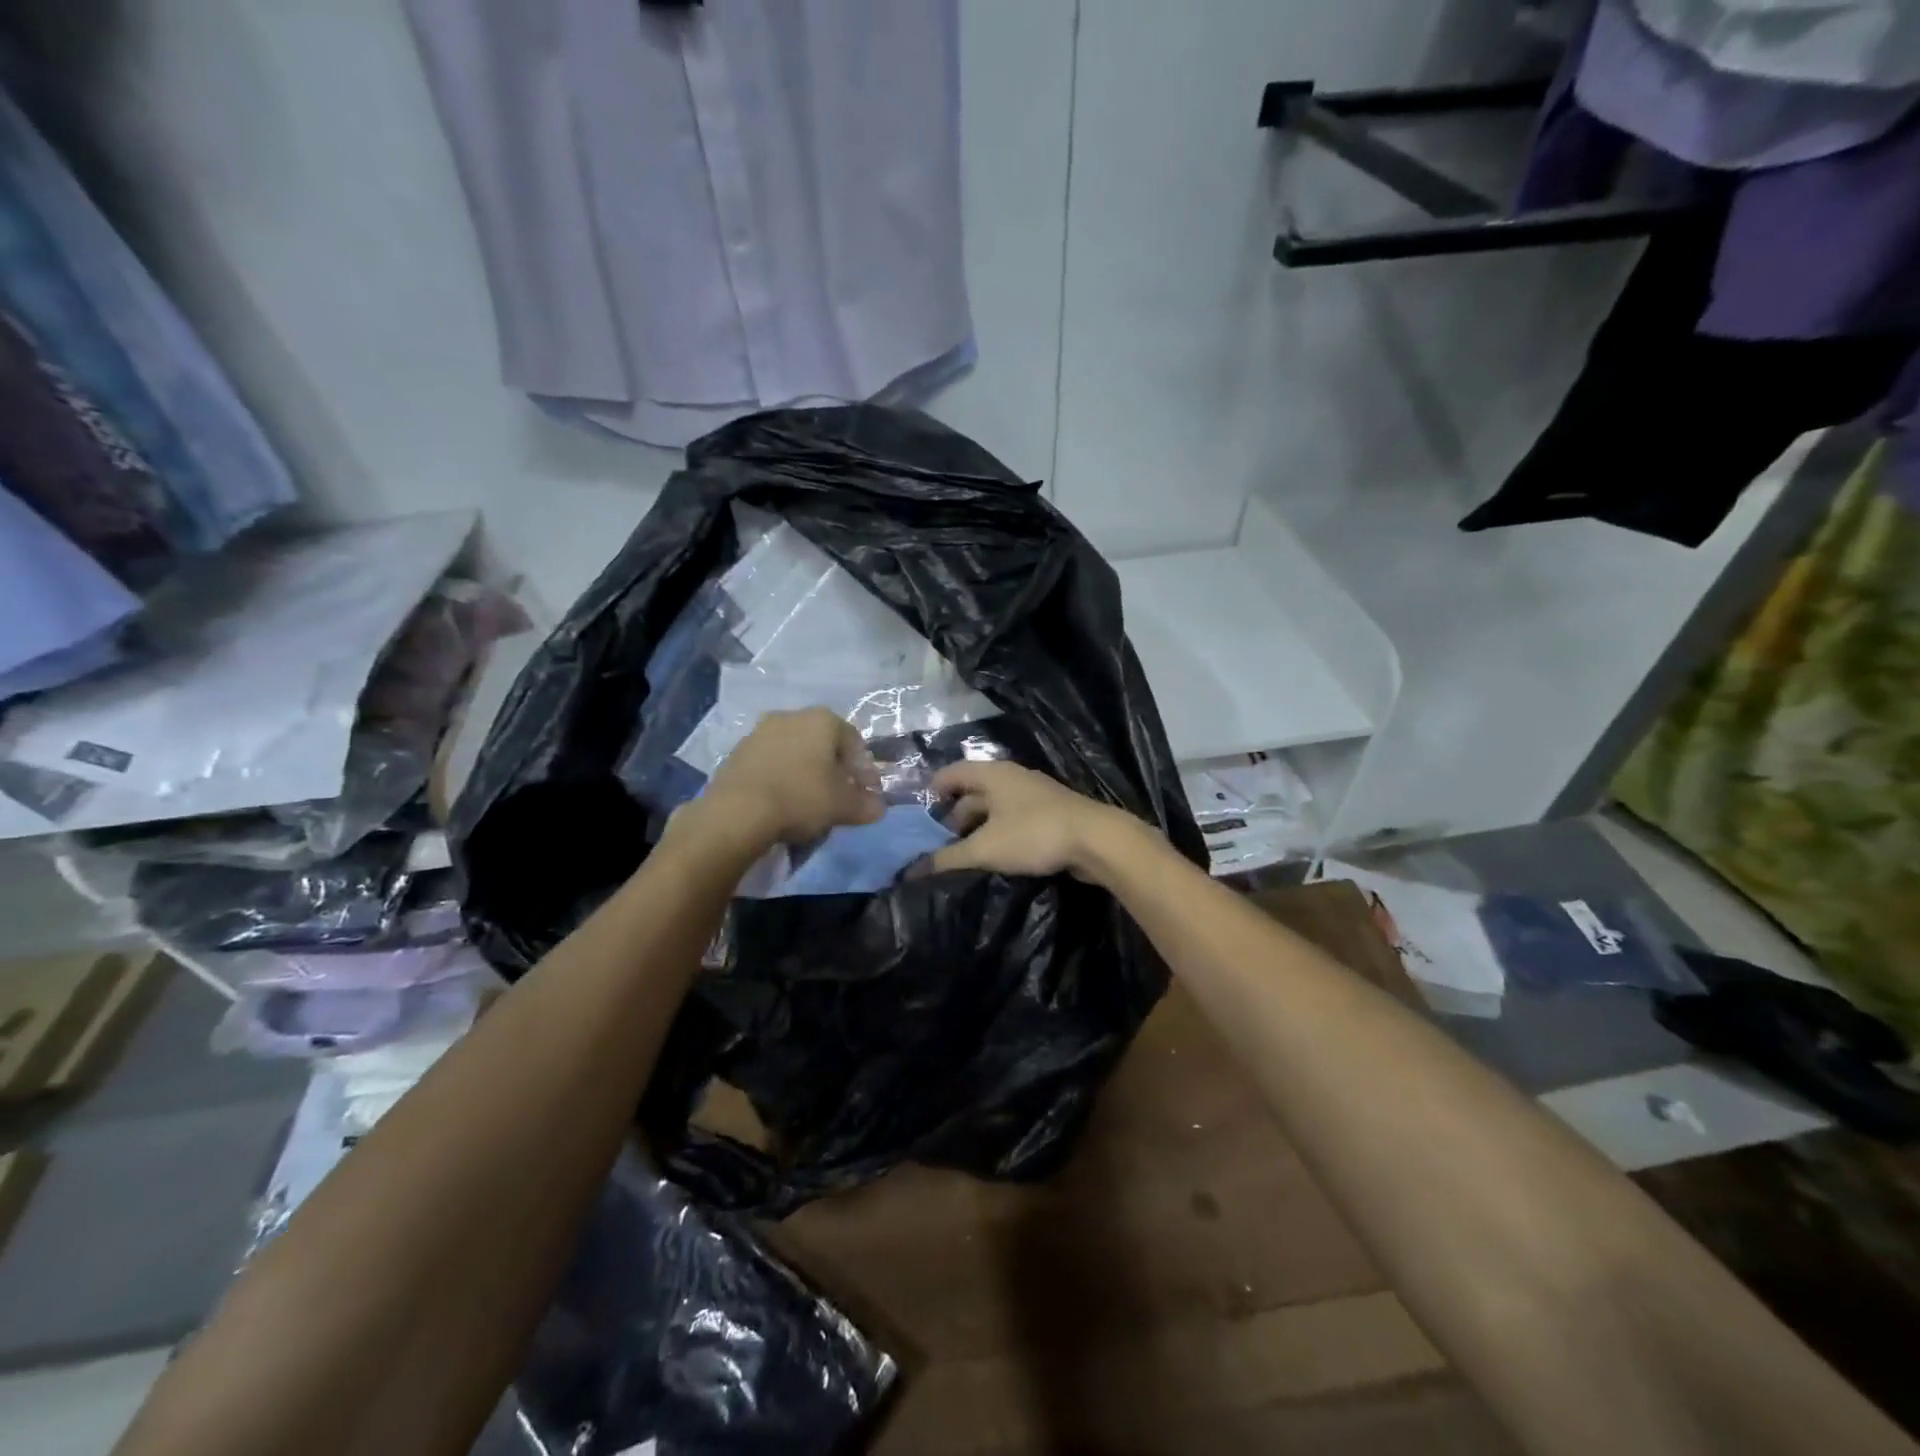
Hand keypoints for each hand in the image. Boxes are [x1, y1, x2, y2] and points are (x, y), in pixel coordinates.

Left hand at [676, 708, 884, 854]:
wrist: (737, 811)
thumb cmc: (802, 798)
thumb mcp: (844, 806)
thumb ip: (866, 805)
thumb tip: (878, 807)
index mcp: (823, 720)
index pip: (854, 742)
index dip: (865, 770)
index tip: (867, 793)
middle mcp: (791, 715)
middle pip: (823, 743)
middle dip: (835, 768)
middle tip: (840, 796)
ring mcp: (760, 731)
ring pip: (795, 751)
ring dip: (807, 771)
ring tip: (810, 801)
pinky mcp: (737, 752)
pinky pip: (771, 762)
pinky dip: (782, 776)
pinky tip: (783, 800)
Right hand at [922, 761, 1138, 879]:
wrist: (1096, 839)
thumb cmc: (1033, 834)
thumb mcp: (985, 848)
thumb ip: (947, 858)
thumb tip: (911, 870)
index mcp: (991, 774)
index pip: (950, 773)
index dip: (931, 792)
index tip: (918, 819)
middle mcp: (1010, 777)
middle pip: (971, 792)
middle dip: (952, 817)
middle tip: (937, 846)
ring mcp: (1032, 794)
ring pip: (993, 807)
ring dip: (976, 828)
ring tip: (962, 855)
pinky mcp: (1048, 813)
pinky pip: (1012, 819)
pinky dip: (998, 833)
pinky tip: (994, 856)